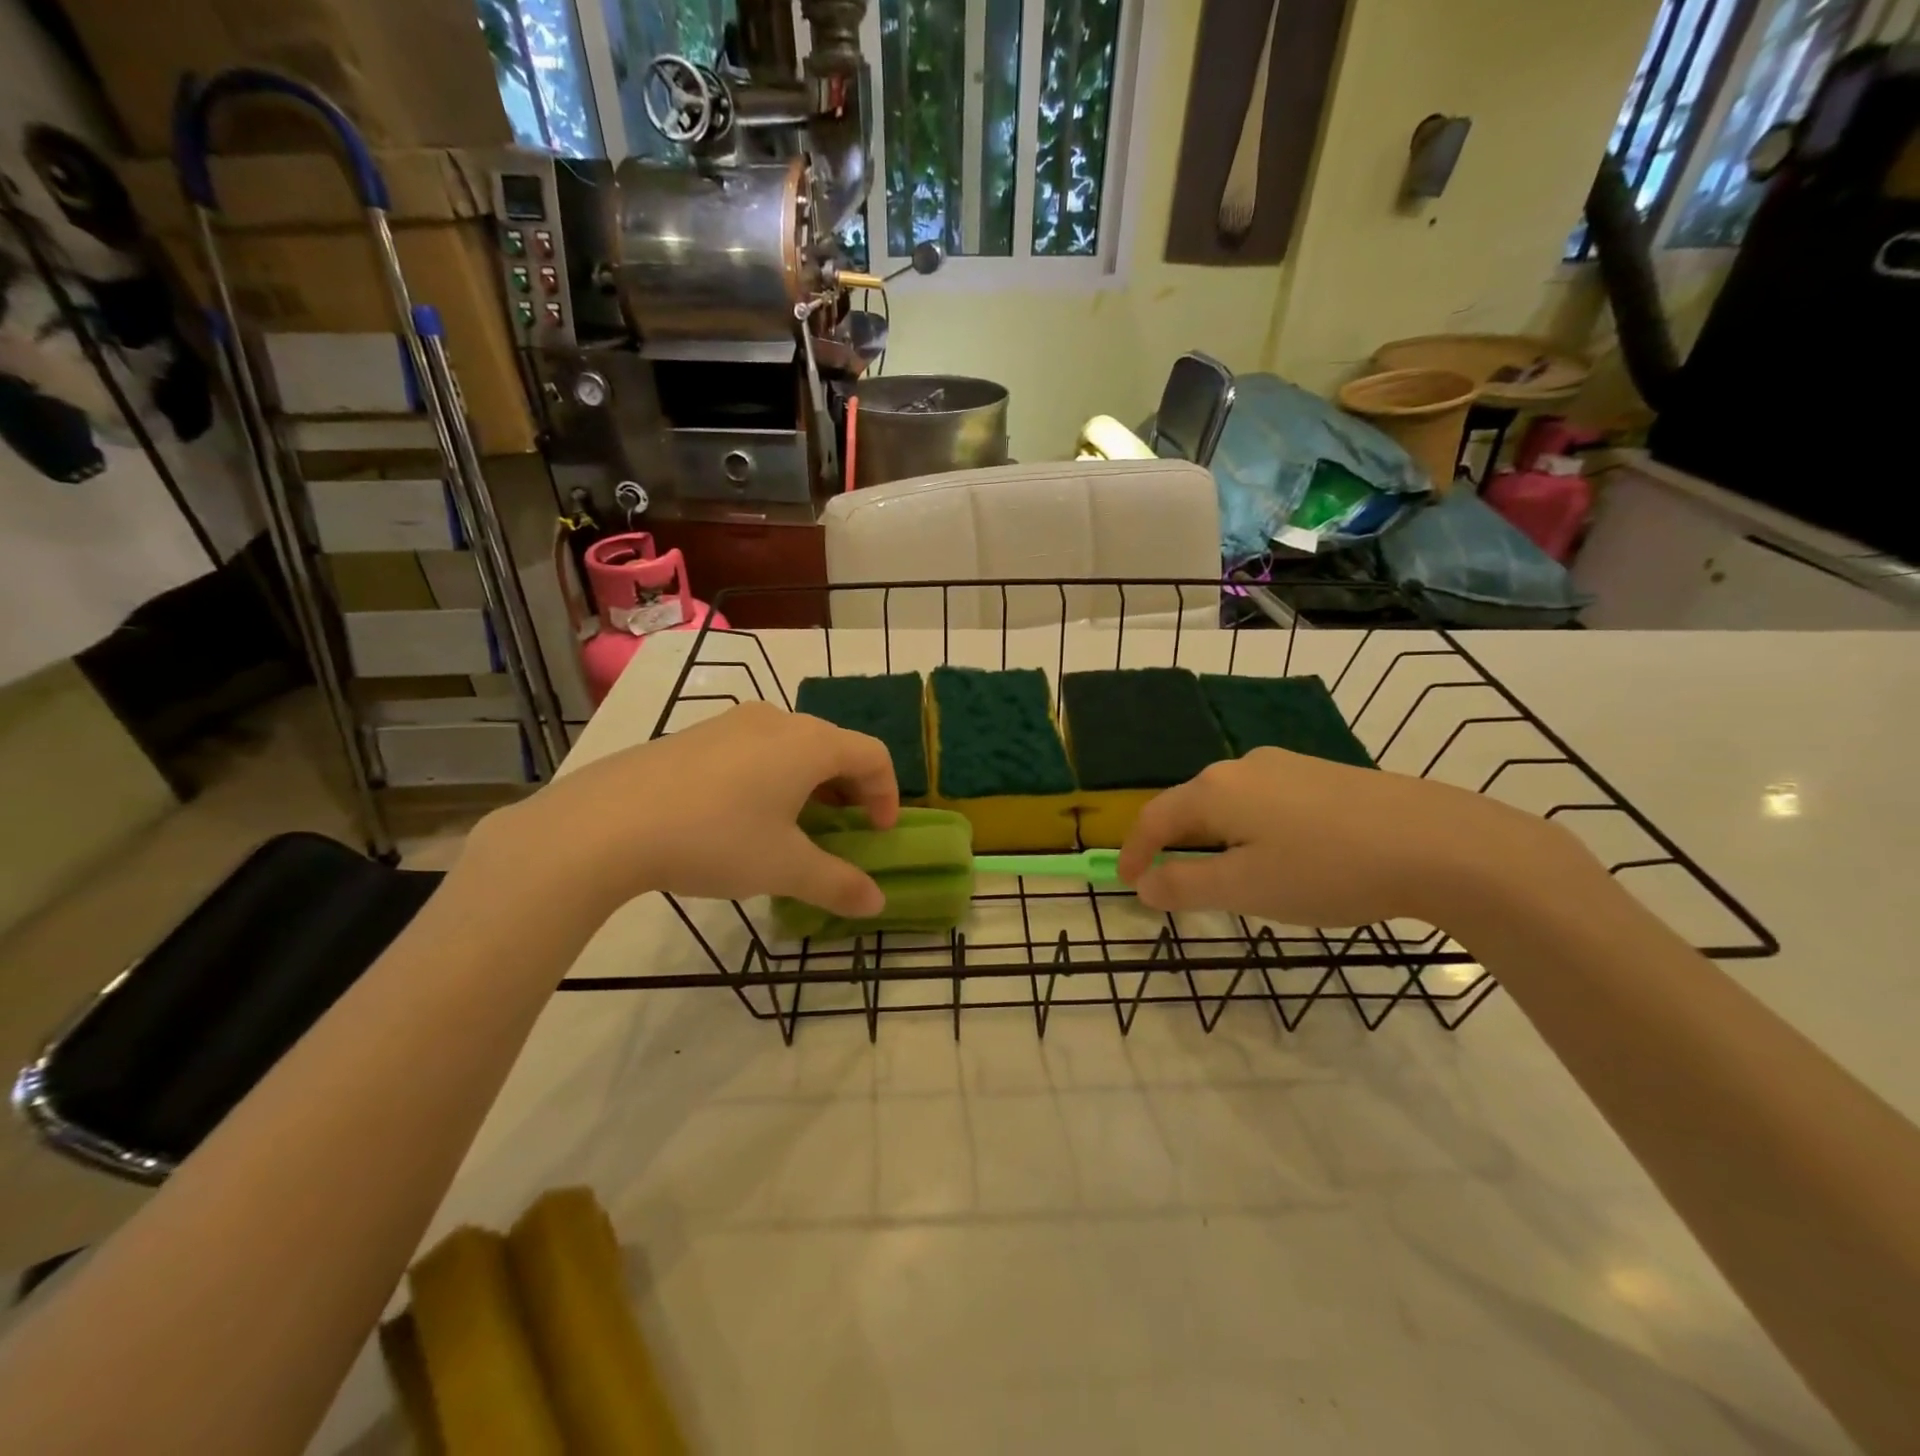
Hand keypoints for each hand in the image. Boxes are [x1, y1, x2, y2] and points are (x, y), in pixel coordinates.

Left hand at [470, 702, 898, 920]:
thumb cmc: (715, 839)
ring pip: (793, 746)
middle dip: (851, 790)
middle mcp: (777, 720)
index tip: (878, 834)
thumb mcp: (784, 868)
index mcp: (810, 743)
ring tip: (796, 826)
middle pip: (835, 746)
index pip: (873, 755)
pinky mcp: (697, 735)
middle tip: (844, 832)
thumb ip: (837, 884)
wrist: (606, 823)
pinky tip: (745, 815)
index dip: (887, 794)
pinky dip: (773, 776)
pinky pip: (756, 748)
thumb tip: (877, 904)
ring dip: (811, 783)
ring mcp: (732, 722)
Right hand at [1116, 747, 1559, 928]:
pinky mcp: (1322, 774)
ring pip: (1230, 804)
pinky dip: (1252, 831)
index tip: (1129, 884)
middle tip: (1178, 885)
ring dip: (1216, 839)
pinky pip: (1265, 802)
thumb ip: (1185, 885)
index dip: (1135, 852)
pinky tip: (1283, 857)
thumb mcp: (1246, 888)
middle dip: (1176, 846)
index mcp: (1215, 790)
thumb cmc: (1327, 869)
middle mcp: (1242, 766)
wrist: (1439, 843)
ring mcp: (1286, 765)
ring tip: (1232, 877)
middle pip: (1190, 806)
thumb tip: (1144, 884)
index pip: (1154, 818)